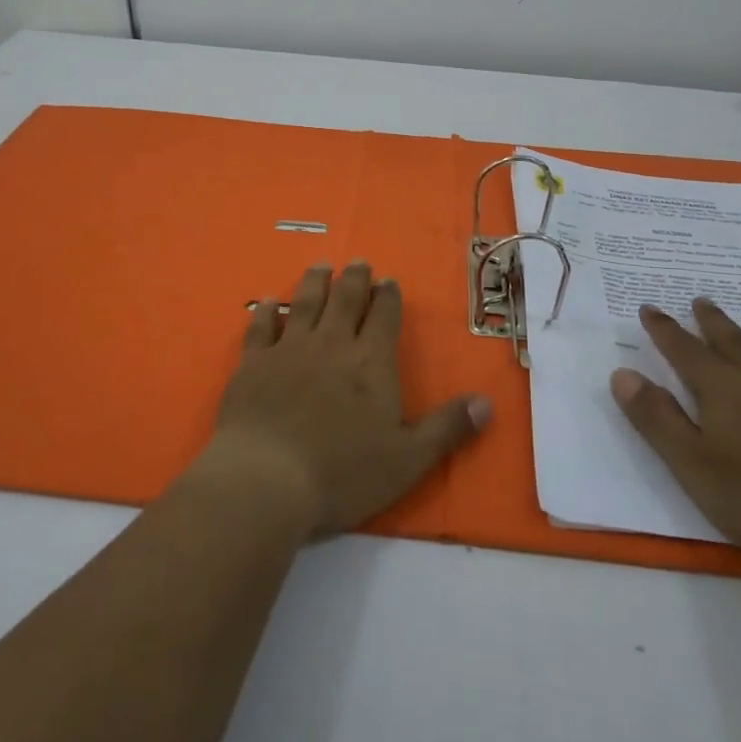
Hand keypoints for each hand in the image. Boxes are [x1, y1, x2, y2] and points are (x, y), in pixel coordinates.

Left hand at [203, 261, 491, 540]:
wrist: (266, 479)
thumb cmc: (342, 472)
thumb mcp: (408, 459)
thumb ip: (447, 428)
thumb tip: (487, 402)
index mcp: (370, 362)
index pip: (384, 316)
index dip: (388, 296)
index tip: (389, 280)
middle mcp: (331, 344)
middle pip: (345, 300)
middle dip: (355, 279)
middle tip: (359, 263)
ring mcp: (289, 350)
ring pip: (305, 303)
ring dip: (315, 283)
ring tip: (321, 266)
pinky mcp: (253, 364)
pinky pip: (260, 328)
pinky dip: (265, 312)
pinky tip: (266, 302)